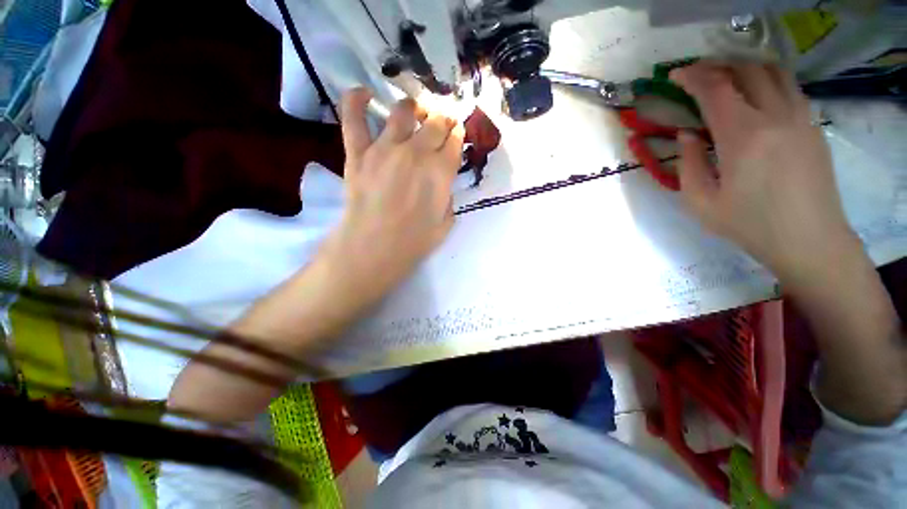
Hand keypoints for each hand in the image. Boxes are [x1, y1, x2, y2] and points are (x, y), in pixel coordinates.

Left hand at [320, 88, 463, 307]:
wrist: (372, 250)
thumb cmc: (413, 243)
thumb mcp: (445, 224)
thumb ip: (448, 199)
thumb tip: (442, 186)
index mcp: (440, 171)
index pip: (454, 140)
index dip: (457, 134)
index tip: (456, 133)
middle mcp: (416, 152)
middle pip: (434, 122)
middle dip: (442, 119)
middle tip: (441, 122)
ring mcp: (384, 149)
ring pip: (402, 112)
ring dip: (413, 108)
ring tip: (414, 112)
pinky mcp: (358, 153)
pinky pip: (353, 118)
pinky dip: (356, 100)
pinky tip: (364, 93)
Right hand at [670, 62, 859, 279]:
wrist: (809, 239)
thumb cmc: (749, 224)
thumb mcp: (700, 202)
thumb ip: (688, 164)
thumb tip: (687, 134)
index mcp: (743, 136)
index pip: (715, 89)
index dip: (692, 76)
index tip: (675, 75)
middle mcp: (775, 115)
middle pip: (746, 69)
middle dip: (717, 66)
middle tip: (697, 76)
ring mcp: (800, 116)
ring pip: (772, 71)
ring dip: (744, 68)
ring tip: (725, 79)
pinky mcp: (812, 124)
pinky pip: (789, 87)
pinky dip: (766, 81)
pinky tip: (754, 96)